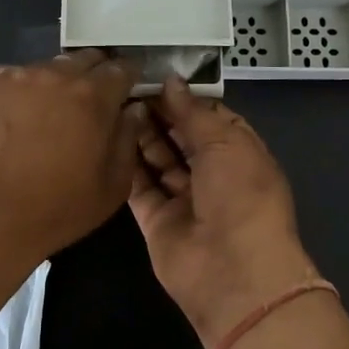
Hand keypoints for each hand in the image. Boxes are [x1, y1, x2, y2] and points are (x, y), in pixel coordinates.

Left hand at [0, 49, 140, 278]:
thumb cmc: (53, 212)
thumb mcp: (111, 188)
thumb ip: (127, 139)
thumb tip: (132, 110)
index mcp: (90, 95)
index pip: (121, 68)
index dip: (128, 78)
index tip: (126, 92)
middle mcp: (49, 74)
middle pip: (81, 61)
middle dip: (91, 78)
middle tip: (85, 109)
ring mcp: (5, 78)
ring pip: (38, 72)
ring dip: (48, 88)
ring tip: (38, 123)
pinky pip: (1, 87)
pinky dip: (10, 101)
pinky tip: (1, 132)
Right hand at [128, 77, 316, 348]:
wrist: (234, 272)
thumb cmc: (241, 196)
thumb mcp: (225, 142)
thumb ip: (193, 111)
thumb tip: (171, 81)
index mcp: (239, 153)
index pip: (209, 117)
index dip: (184, 98)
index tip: (154, 76)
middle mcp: (213, 174)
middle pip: (181, 137)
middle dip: (159, 115)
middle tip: (125, 88)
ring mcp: (184, 198)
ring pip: (158, 160)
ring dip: (140, 136)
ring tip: (114, 107)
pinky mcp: (157, 220)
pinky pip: (139, 188)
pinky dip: (126, 167)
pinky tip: (107, 139)